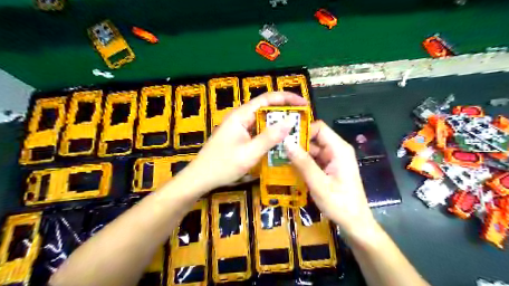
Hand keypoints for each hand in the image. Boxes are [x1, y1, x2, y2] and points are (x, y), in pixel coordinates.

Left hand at [185, 91, 307, 191]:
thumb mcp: (249, 153)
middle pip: (266, 108)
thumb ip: (269, 137)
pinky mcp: (239, 137)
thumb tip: (290, 121)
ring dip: (278, 125)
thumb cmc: (222, 166)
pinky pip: (258, 131)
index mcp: (241, 115)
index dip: (287, 98)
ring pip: (263, 121)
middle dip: (285, 112)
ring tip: (295, 132)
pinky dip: (270, 135)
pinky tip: (279, 142)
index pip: (267, 99)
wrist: (200, 178)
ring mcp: (239, 127)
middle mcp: (240, 117)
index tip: (304, 104)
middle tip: (303, 121)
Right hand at [286, 121, 376, 238]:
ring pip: (312, 149)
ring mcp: (333, 160)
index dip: (302, 130)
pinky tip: (289, 167)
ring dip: (297, 153)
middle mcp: (337, 150)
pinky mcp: (329, 168)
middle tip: (277, 148)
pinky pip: (313, 160)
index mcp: (339, 149)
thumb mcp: (319, 184)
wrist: (355, 224)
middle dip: (297, 143)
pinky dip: (302, 163)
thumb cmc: (340, 204)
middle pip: (315, 138)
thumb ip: (303, 162)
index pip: (319, 128)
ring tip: (278, 157)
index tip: (284, 137)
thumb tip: (286, 142)